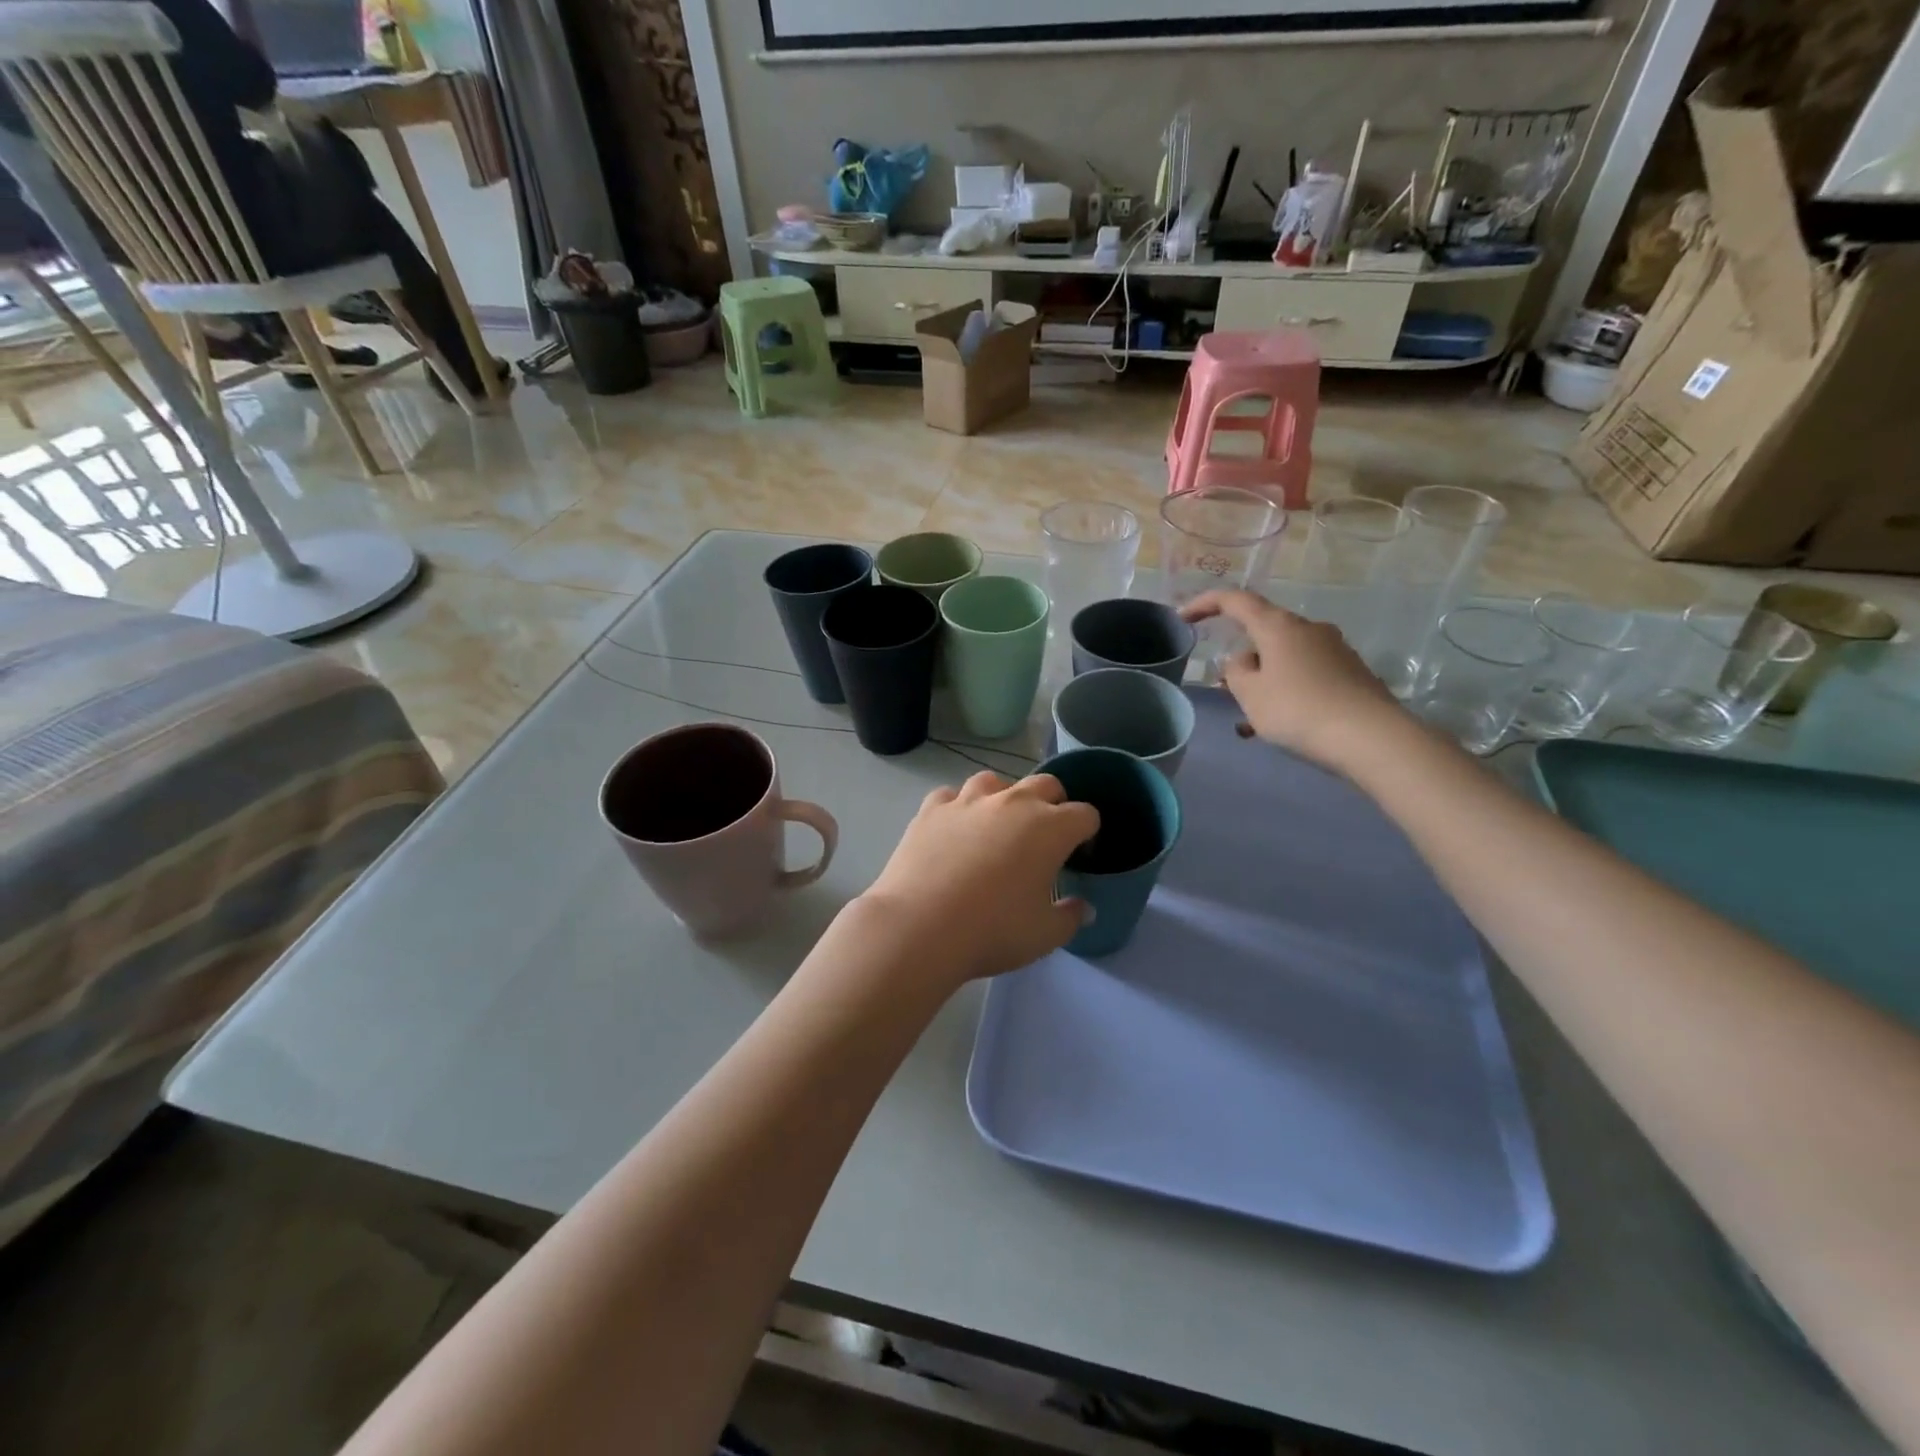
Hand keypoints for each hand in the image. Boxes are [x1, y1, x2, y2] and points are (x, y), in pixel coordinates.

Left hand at [857, 772, 1098, 984]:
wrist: (919, 926)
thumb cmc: (993, 930)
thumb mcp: (1044, 935)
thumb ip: (1070, 917)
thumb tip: (1083, 907)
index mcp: (1050, 828)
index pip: (1084, 814)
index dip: (1088, 832)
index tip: (1079, 854)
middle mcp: (1012, 803)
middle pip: (1045, 784)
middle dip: (1053, 804)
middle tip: (1045, 836)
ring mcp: (968, 801)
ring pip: (994, 781)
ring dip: (1003, 797)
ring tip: (997, 825)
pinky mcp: (931, 809)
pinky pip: (950, 796)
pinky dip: (957, 807)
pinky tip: (954, 829)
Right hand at [1180, 590, 1408, 773]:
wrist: (1372, 737)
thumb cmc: (1298, 710)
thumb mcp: (1250, 695)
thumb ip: (1236, 672)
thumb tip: (1245, 660)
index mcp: (1278, 626)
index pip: (1235, 601)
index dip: (1205, 604)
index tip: (1183, 617)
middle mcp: (1308, 628)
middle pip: (1263, 632)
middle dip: (1243, 658)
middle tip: (1228, 689)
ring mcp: (1335, 649)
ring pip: (1285, 658)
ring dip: (1265, 681)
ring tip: (1253, 720)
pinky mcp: (1351, 672)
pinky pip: (1307, 675)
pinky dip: (1288, 692)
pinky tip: (1284, 725)